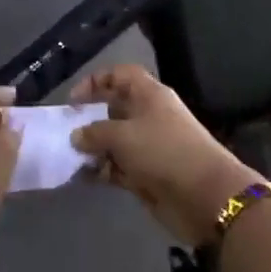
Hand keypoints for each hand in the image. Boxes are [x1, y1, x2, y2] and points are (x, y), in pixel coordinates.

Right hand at [71, 66, 252, 247]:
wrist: (205, 196)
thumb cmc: (163, 151)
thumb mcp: (123, 135)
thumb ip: (95, 132)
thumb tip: (77, 135)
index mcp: (149, 95)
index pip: (120, 75)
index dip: (96, 81)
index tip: (73, 101)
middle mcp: (149, 117)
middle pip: (114, 109)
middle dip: (90, 119)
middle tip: (66, 131)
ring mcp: (149, 147)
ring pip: (114, 141)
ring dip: (93, 149)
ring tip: (70, 158)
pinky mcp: (147, 174)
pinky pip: (118, 167)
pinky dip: (101, 170)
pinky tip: (82, 177)